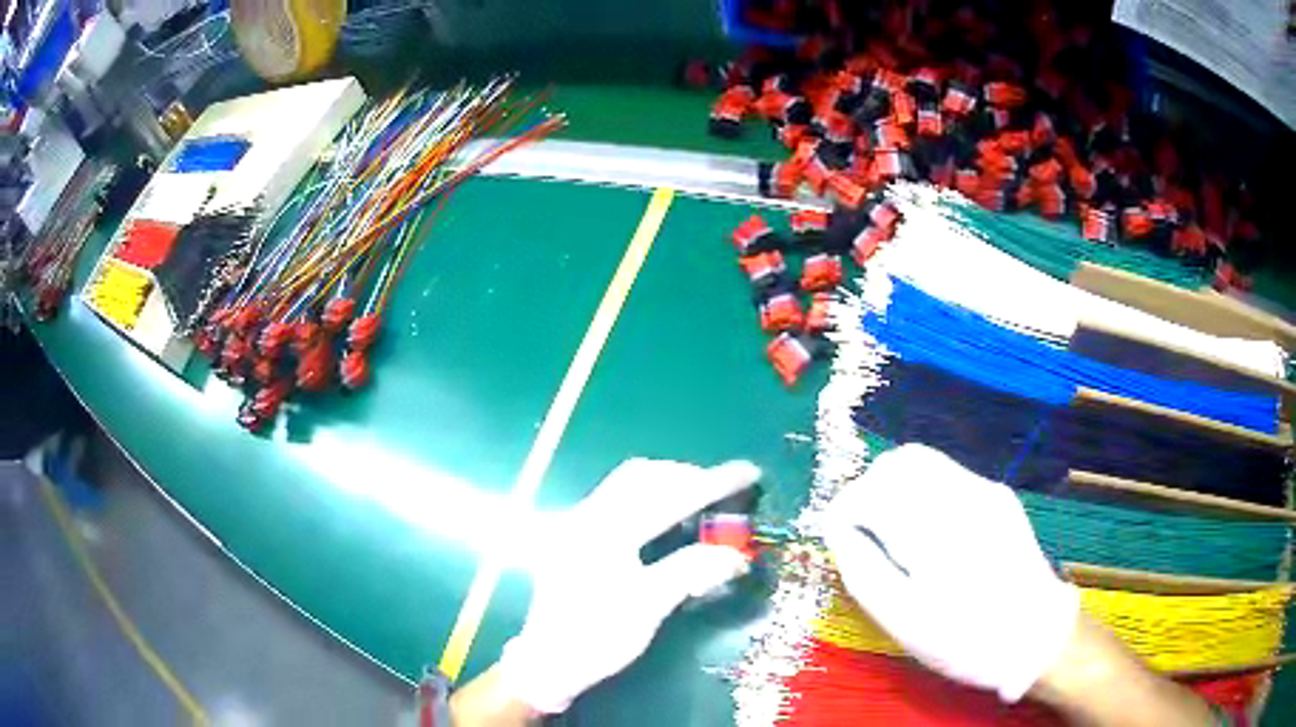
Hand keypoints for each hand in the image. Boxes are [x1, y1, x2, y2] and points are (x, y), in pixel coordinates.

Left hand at [496, 458, 760, 713]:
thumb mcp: (648, 609)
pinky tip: (666, 515)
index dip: (712, 483)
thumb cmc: (598, 638)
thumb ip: (690, 572)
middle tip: (723, 489)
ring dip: (667, 483)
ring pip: (627, 483)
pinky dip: (649, 496)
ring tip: (700, 498)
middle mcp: (585, 517)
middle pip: (642, 475)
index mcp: (604, 534)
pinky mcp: (574, 534)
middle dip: (687, 476)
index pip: (667, 497)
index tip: (748, 473)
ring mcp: (575, 523)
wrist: (549, 662)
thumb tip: (736, 556)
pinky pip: (617, 497)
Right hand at [818, 444, 1079, 701]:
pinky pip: (947, 475)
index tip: (836, 538)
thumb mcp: (904, 621)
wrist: (1037, 636)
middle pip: (899, 462)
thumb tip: (838, 532)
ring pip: (924, 461)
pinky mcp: (998, 495)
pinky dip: (921, 491)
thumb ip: (864, 571)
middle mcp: (962, 494)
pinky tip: (925, 532)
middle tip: (861, 532)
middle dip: (869, 490)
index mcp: (936, 528)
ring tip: (890, 531)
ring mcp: (985, 489)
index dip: (844, 509)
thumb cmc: (966, 639)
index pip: (871, 491)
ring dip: (895, 487)